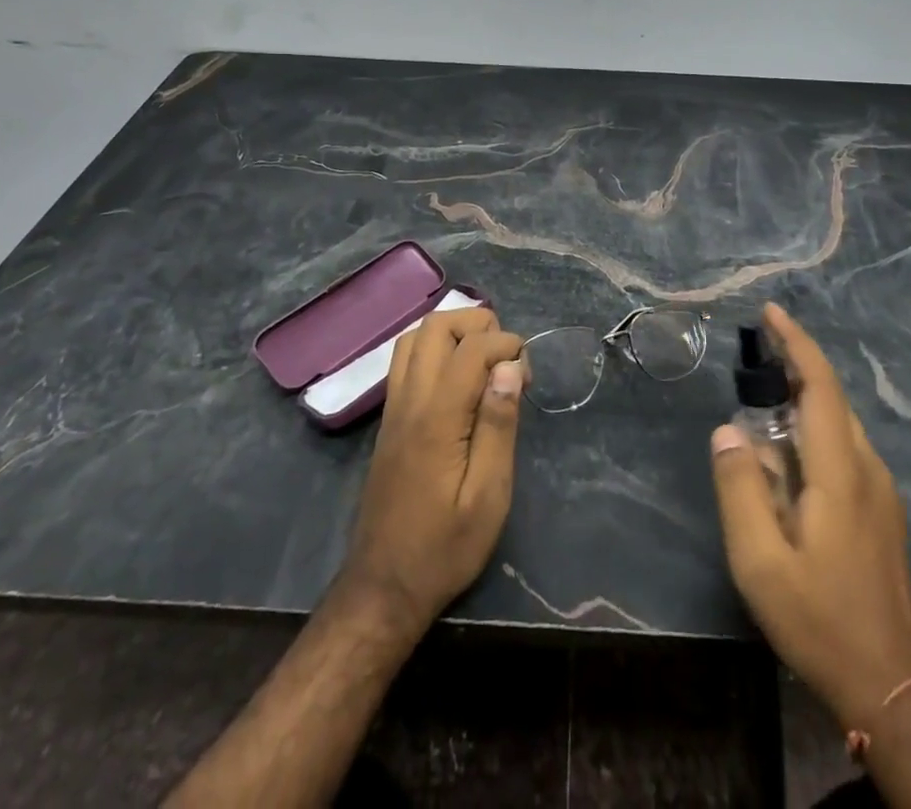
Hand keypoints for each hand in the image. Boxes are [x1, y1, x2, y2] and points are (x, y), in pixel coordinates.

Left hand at [340, 306, 525, 627]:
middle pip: (436, 327)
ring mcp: (393, 408)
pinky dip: (434, 349)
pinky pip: (405, 361)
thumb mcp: (488, 496)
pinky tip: (457, 378)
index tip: (527, 373)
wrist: (383, 587)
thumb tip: (509, 368)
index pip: (471, 348)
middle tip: (506, 358)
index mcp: (438, 417)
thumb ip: (498, 425)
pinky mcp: (388, 420)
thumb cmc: (445, 548)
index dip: (506, 344)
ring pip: (414, 338)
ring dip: (452, 333)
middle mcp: (409, 400)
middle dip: (477, 324)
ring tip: (484, 361)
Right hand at [711, 303, 910, 734]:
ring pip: (840, 424)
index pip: (821, 388)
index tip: (771, 313)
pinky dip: (814, 427)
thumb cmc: (818, 620)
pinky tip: (788, 451)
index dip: (797, 344)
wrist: (890, 685)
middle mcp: (868, 471)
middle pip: (833, 399)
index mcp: (840, 474)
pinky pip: (845, 448)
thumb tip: (727, 431)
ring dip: (804, 398)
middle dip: (796, 365)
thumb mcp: (760, 562)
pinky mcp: (882, 512)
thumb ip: (741, 490)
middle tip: (756, 350)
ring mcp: (882, 493)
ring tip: (763, 396)